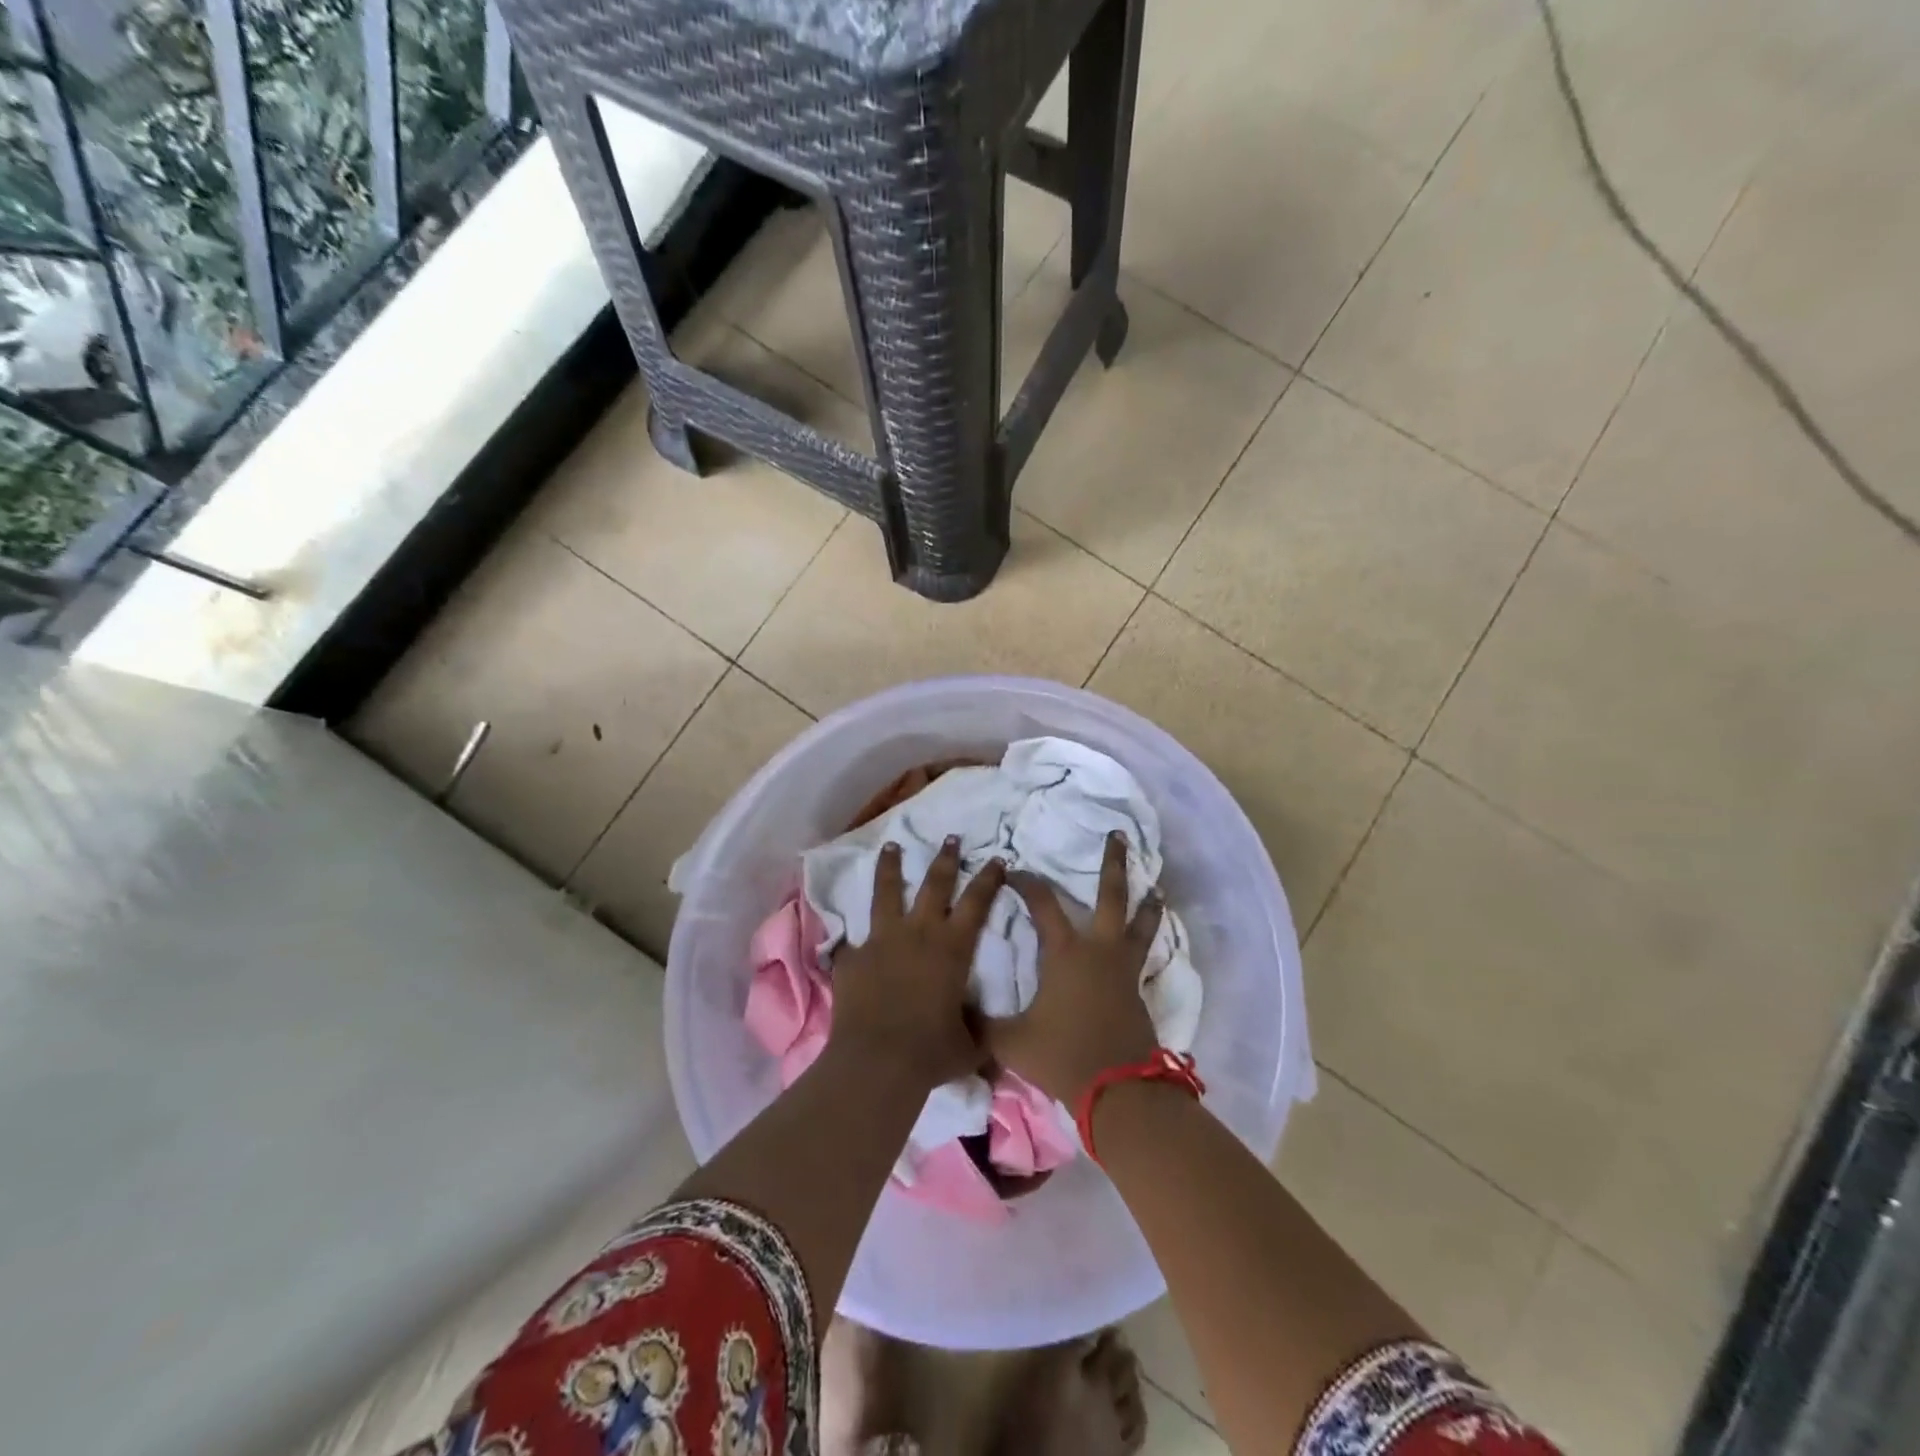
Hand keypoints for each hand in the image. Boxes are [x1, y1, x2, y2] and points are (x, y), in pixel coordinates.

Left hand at [829, 837, 1005, 1091]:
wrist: (877, 1062)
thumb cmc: (931, 1052)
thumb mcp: (968, 1045)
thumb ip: (976, 1030)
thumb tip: (984, 1036)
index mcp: (952, 949)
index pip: (977, 902)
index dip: (988, 878)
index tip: (996, 858)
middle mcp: (918, 934)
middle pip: (934, 884)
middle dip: (945, 858)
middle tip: (951, 838)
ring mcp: (881, 940)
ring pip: (887, 892)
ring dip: (891, 867)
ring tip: (891, 846)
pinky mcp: (853, 957)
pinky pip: (855, 940)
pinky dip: (857, 937)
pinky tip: (853, 938)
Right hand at [989, 831, 1164, 1102]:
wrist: (1117, 1089)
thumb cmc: (1062, 1055)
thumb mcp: (1011, 1041)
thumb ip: (980, 1024)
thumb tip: (951, 1014)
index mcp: (1065, 952)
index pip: (1043, 903)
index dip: (1027, 882)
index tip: (1014, 870)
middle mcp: (1098, 950)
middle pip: (1111, 896)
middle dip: (1113, 864)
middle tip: (1119, 835)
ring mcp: (1123, 969)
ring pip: (1140, 923)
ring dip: (1146, 902)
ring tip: (1155, 888)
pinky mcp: (1138, 990)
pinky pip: (1144, 954)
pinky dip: (1147, 939)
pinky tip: (1145, 942)